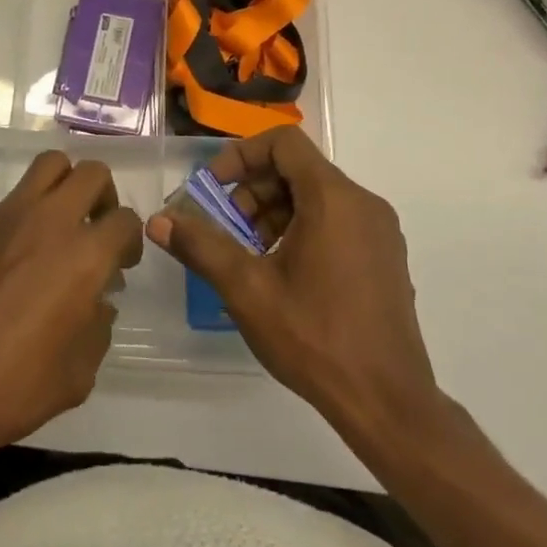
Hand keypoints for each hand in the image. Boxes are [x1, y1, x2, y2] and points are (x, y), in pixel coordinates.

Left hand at [0, 152, 143, 462]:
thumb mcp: (77, 375)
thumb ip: (97, 328)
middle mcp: (47, 223)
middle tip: (94, 229)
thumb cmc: (11, 391)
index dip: (129, 240)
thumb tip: (97, 303)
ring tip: (57, 226)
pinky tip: (4, 267)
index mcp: (83, 257)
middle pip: (91, 173)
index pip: (125, 220)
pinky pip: (6, 207)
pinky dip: (18, 223)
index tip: (120, 264)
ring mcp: (3, 218)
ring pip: (47, 167)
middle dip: (103, 196)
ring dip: (64, 187)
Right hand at [147, 127, 445, 442]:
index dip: (242, 155)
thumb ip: (201, 246)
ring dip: (275, 211)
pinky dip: (302, 228)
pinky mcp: (385, 257)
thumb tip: (158, 221)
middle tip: (226, 228)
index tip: (214, 187)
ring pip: (317, 196)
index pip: (283, 143)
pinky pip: (337, 220)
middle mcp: (363, 203)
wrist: (388, 403)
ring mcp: (379, 231)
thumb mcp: (247, 290)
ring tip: (249, 253)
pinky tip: (282, 272)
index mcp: (334, 198)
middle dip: (253, 189)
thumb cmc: (315, 338)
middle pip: (299, 169)